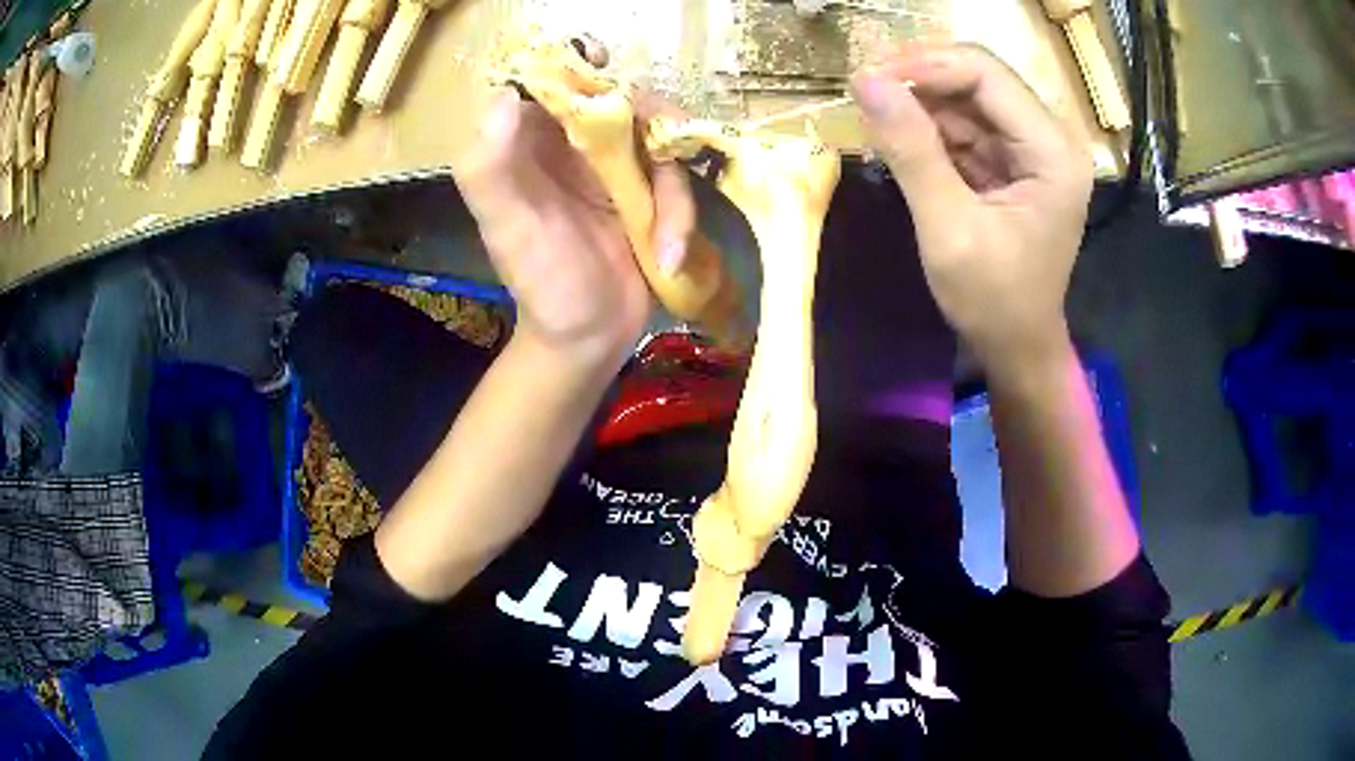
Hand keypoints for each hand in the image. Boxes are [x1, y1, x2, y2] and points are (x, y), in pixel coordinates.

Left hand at [456, 54, 694, 368]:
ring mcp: (614, 164)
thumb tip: (505, 96)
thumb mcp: (509, 230)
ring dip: (672, 193)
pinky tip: (670, 255)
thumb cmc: (543, 285)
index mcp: (529, 143)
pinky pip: (677, 178)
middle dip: (654, 119)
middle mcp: (572, 144)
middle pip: (620, 98)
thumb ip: (490, 170)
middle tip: (673, 139)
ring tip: (667, 245)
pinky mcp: (649, 190)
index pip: (551, 82)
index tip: (607, 63)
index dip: (577, 65)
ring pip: (659, 138)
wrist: (591, 337)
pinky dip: (682, 216)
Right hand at [850, 44, 1093, 375]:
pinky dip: (930, 129)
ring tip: (877, 124)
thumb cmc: (994, 301)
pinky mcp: (1014, 161)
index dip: (926, 66)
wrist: (1017, 346)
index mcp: (1052, 152)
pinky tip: (902, 143)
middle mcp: (1050, 138)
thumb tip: (864, 81)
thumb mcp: (949, 229)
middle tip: (866, 95)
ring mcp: (1033, 148)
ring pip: (968, 98)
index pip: (987, 75)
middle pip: (979, 78)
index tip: (869, 81)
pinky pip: (966, 125)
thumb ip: (911, 151)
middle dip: (921, 82)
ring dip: (920, 106)